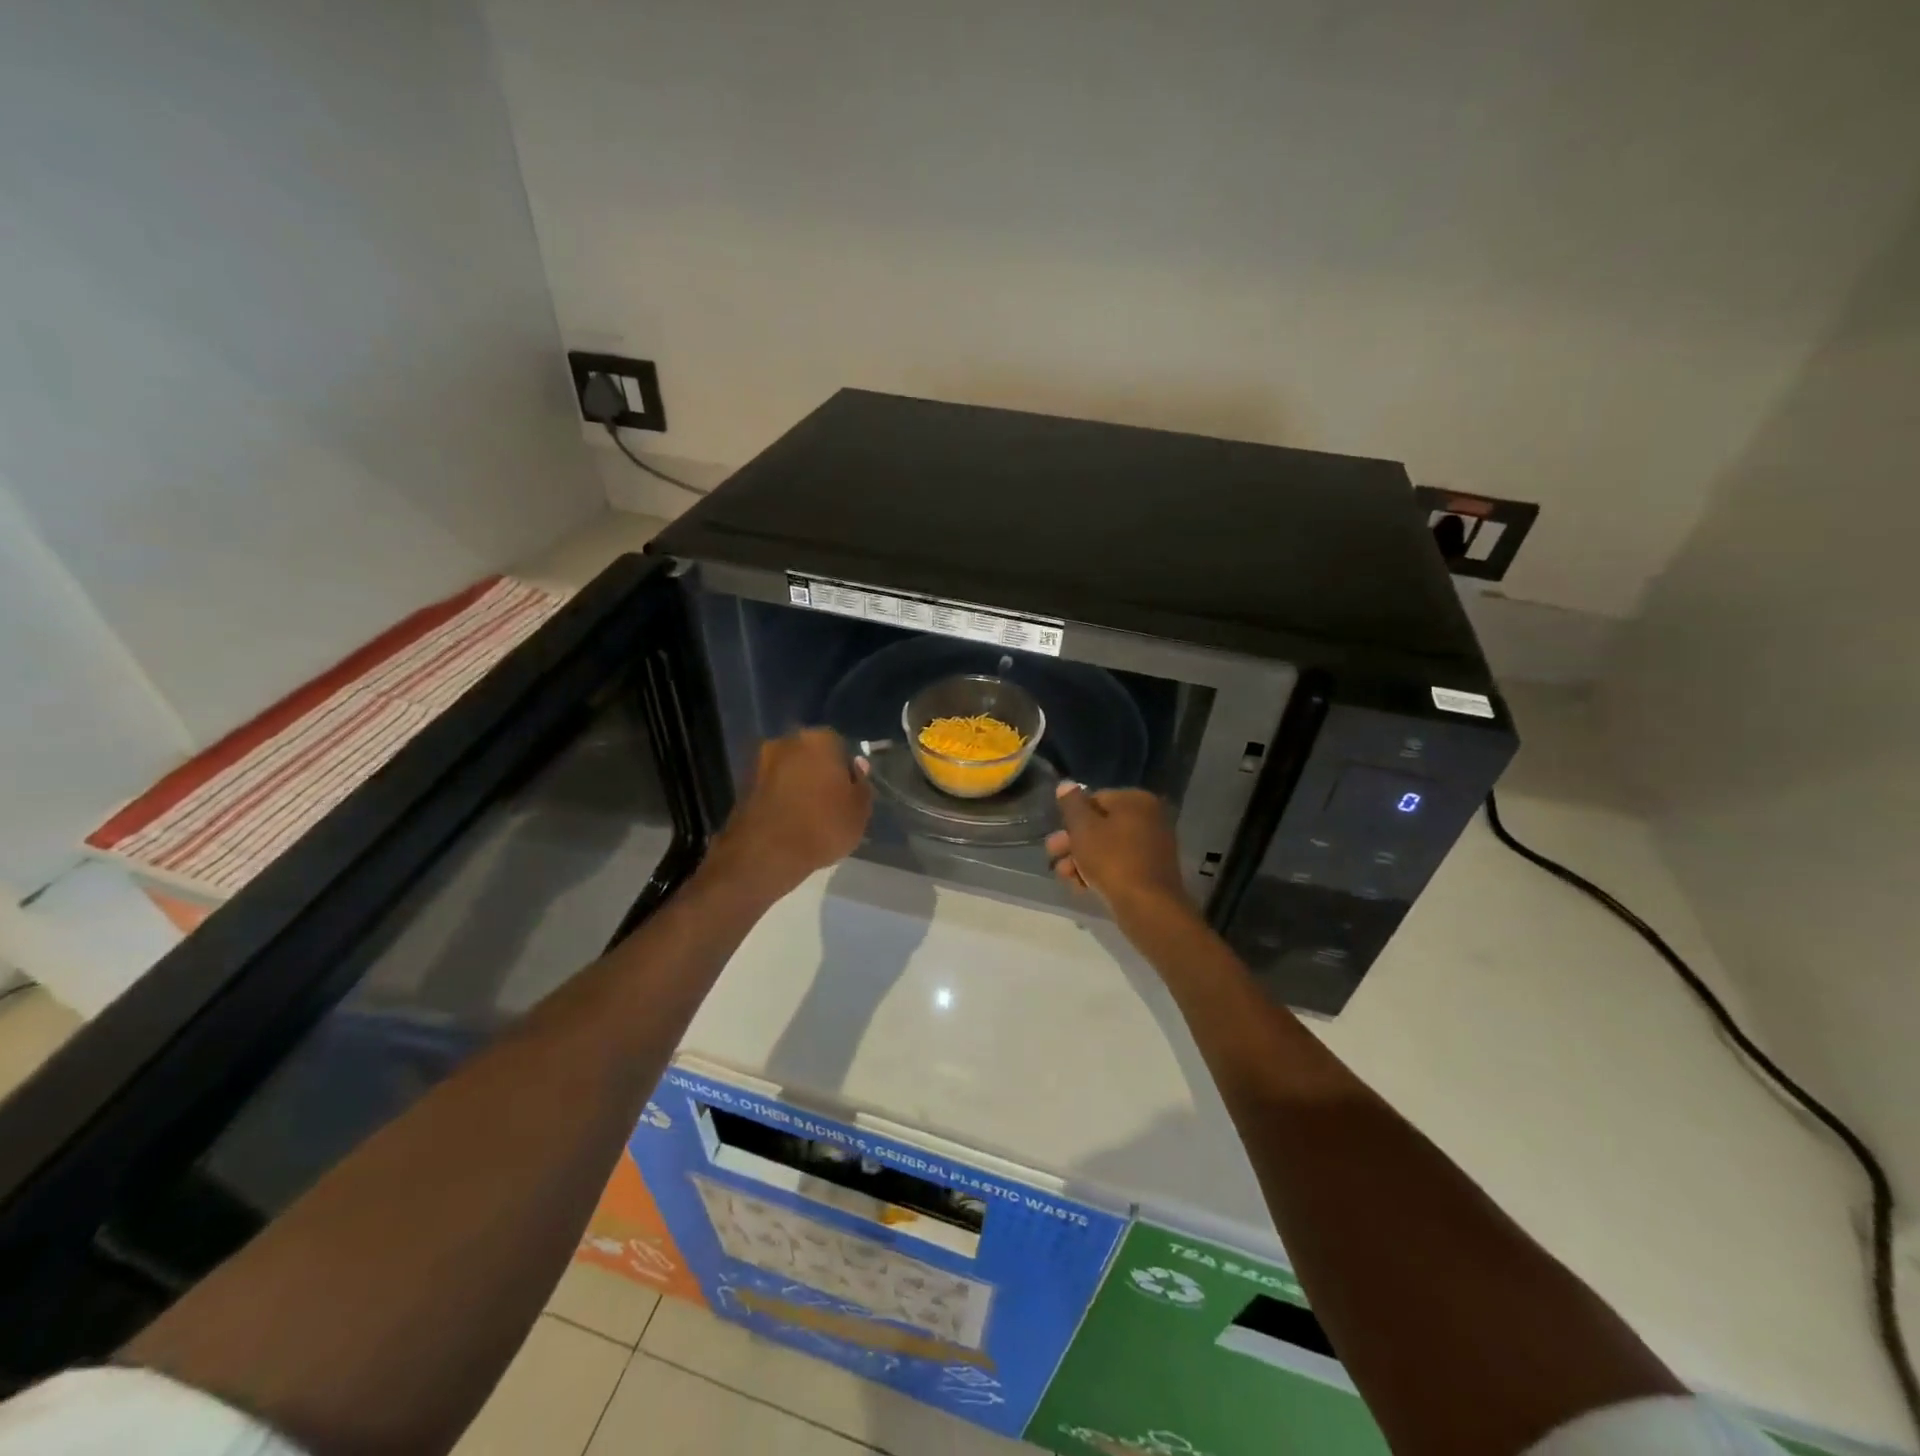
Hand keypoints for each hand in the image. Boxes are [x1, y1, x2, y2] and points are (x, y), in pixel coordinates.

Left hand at [710, 729, 871, 898]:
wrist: (765, 853)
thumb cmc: (822, 826)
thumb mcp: (859, 811)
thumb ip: (862, 784)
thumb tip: (857, 766)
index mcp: (820, 740)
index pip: (839, 745)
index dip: (845, 769)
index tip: (848, 791)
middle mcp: (787, 742)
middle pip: (810, 754)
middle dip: (818, 771)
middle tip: (828, 800)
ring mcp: (760, 762)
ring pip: (788, 769)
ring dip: (796, 784)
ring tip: (807, 815)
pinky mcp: (742, 785)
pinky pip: (771, 787)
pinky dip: (779, 798)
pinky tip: (787, 821)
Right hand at [1045, 782, 1191, 916]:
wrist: (1147, 907)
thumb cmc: (1112, 859)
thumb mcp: (1083, 828)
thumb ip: (1072, 804)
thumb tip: (1066, 784)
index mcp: (1136, 801)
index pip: (1095, 798)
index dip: (1072, 817)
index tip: (1057, 834)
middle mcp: (1149, 818)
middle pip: (1100, 825)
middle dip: (1073, 841)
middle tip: (1052, 854)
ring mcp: (1152, 846)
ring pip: (1107, 847)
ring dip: (1081, 859)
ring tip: (1064, 875)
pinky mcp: (1150, 872)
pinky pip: (1119, 865)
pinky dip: (1099, 872)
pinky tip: (1080, 886)